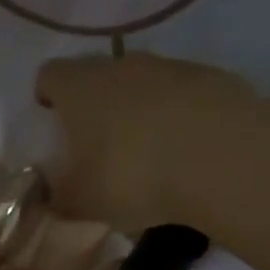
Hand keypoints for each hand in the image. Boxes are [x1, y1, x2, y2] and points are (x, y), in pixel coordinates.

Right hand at [35, 52, 266, 235]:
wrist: (222, 159)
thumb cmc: (132, 176)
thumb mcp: (81, 203)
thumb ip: (60, 198)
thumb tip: (53, 197)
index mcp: (79, 88)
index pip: (49, 75)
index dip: (47, 96)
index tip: (52, 121)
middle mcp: (121, 65)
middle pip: (98, 75)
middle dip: (94, 105)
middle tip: (97, 144)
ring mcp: (171, 67)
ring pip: (143, 83)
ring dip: (139, 110)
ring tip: (147, 154)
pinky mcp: (213, 78)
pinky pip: (183, 95)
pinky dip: (178, 117)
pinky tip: (186, 153)